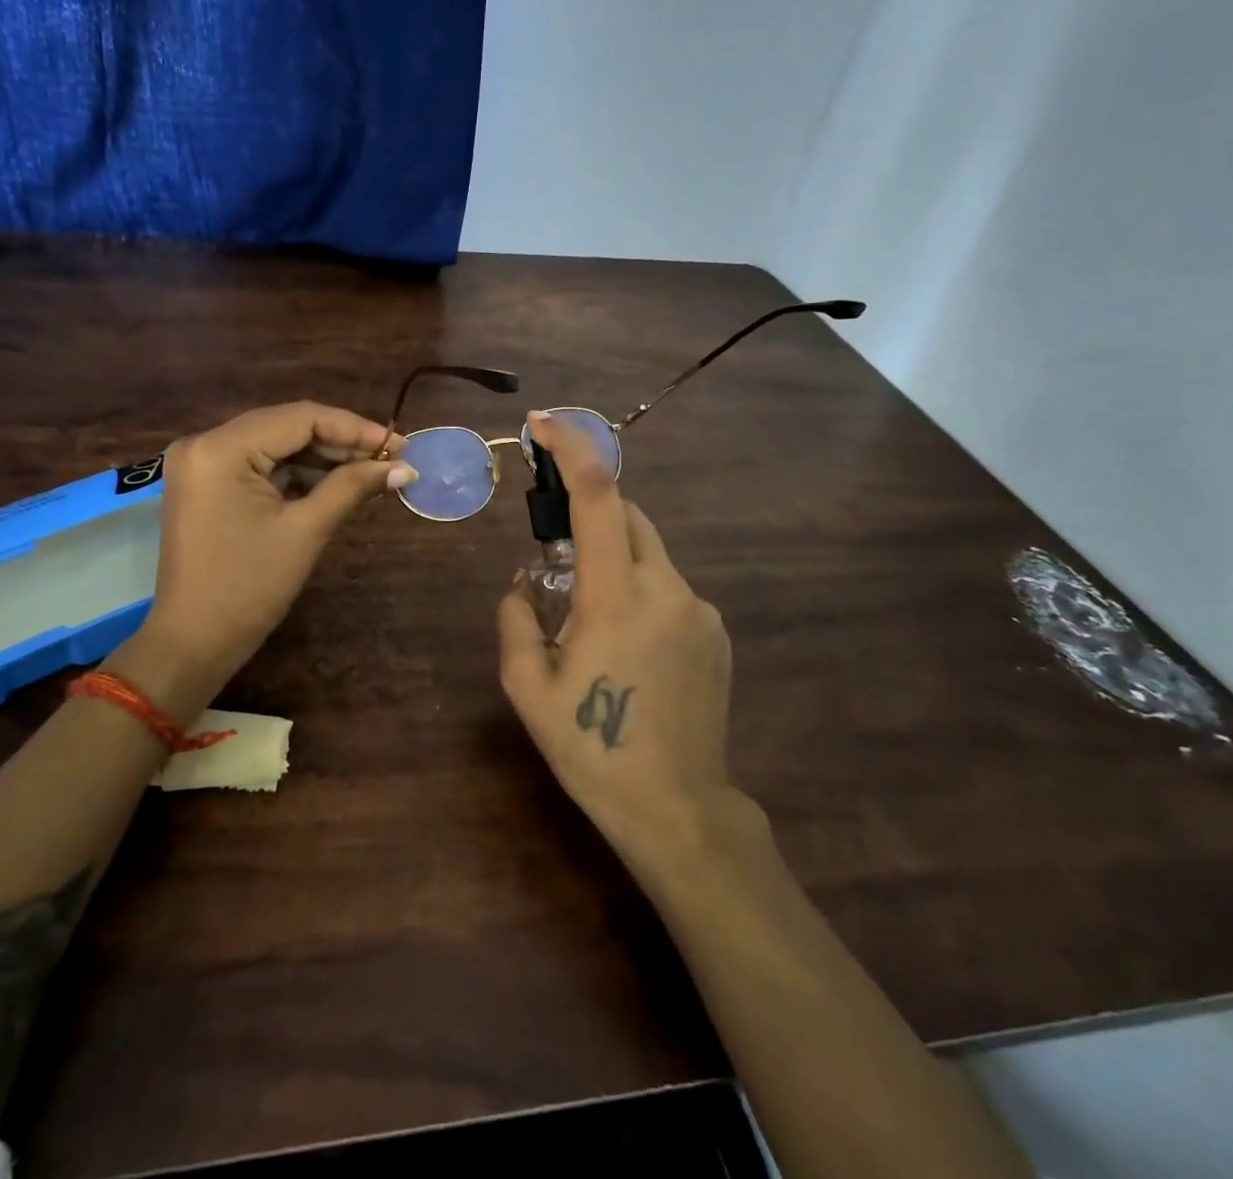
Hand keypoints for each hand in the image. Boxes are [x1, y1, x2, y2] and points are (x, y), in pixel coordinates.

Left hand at [107, 402, 413, 723]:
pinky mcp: (205, 484)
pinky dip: (295, 473)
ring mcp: (201, 464)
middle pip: (285, 426)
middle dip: (340, 442)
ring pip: (274, 445)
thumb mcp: (305, 531)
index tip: (399, 445)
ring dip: (320, 458)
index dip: (353, 428)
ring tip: (370, 472)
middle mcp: (203, 443)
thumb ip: (352, 487)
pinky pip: (258, 465)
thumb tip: (404, 468)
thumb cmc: (249, 588)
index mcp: (220, 448)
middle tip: (390, 460)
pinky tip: (334, 483)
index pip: (299, 417)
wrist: (194, 642)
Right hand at [497, 411, 748, 863]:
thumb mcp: (527, 688)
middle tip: (552, 542)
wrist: (677, 809)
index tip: (543, 423)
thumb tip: (522, 584)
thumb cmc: (591, 749)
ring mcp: (699, 610)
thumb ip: (516, 619)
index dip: (571, 447)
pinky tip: (625, 643)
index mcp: (616, 596)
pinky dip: (638, 588)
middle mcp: (666, 588)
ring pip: (648, 553)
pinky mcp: (716, 633)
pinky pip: (668, 588)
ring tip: (586, 614)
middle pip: (627, 514)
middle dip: (588, 509)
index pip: (597, 496)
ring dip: (611, 557)